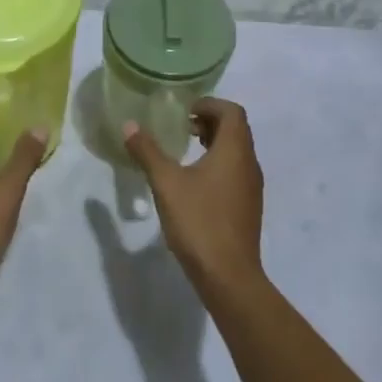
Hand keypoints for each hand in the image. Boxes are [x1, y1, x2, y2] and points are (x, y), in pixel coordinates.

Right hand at [121, 98, 263, 296]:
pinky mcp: (248, 207)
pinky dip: (219, 164)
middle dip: (210, 121)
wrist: (229, 277)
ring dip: (215, 143)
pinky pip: (236, 171)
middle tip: (182, 128)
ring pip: (237, 151)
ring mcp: (252, 188)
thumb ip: (148, 152)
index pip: (232, 111)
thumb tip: (129, 125)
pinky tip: (194, 182)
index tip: (184, 111)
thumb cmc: (199, 222)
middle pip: (236, 129)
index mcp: (235, 151)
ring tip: (185, 151)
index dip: (209, 104)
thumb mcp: (166, 184)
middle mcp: (249, 164)